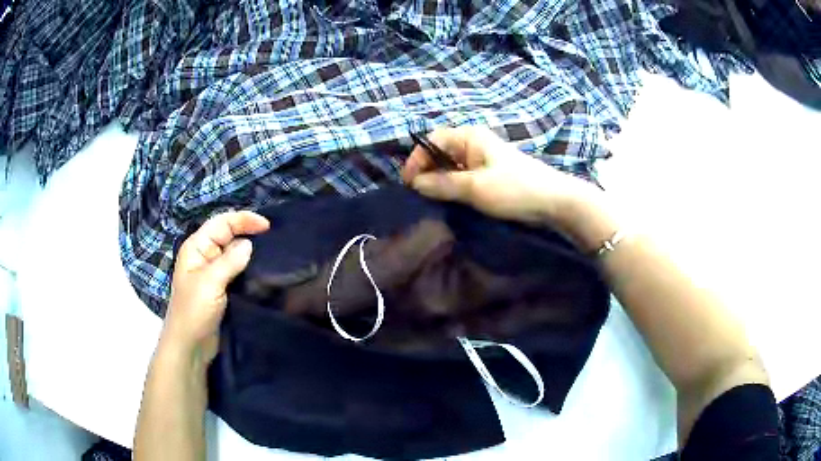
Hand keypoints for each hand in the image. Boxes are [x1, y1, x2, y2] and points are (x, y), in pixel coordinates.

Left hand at [161, 211, 269, 366]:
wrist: (190, 345)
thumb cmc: (194, 311)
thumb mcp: (210, 283)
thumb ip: (230, 261)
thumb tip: (250, 243)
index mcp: (196, 247)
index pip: (221, 223)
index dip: (243, 220)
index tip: (267, 226)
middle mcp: (204, 256)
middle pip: (228, 235)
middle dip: (248, 232)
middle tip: (274, 237)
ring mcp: (213, 273)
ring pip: (234, 253)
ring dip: (250, 251)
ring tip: (273, 252)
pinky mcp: (221, 289)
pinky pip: (237, 271)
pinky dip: (249, 268)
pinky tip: (263, 271)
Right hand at [402, 126, 609, 245]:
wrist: (554, 201)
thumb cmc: (514, 188)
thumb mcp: (474, 187)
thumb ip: (442, 184)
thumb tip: (415, 184)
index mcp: (469, 137)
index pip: (432, 140)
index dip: (416, 159)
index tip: (408, 184)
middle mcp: (474, 143)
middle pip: (440, 152)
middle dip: (426, 171)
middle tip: (419, 195)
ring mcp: (483, 158)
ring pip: (451, 166)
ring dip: (440, 180)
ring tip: (432, 200)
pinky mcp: (490, 173)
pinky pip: (464, 176)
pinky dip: (453, 186)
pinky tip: (451, 200)